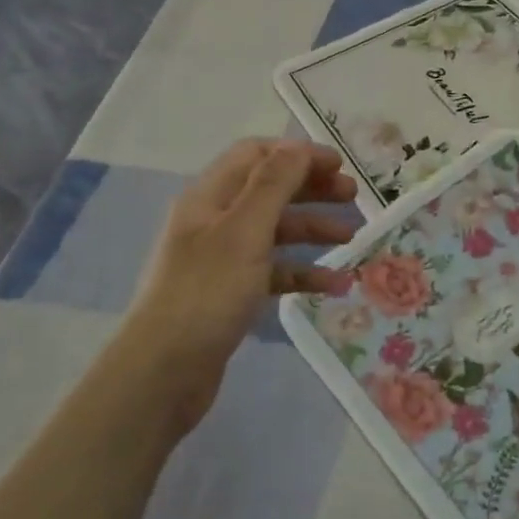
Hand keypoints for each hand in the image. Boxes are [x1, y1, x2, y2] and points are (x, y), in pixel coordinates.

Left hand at [125, 139, 355, 434]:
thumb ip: (274, 183)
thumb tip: (299, 145)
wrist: (165, 372)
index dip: (298, 154)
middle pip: (270, 190)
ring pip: (276, 231)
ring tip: (353, 238)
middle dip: (312, 189)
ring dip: (314, 229)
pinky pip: (275, 272)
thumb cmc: (207, 292)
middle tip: (354, 198)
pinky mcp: (232, 293)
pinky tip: (336, 285)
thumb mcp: (245, 230)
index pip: (256, 155)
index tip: (340, 164)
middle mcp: (215, 221)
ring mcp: (222, 259)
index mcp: (210, 197)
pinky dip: (304, 273)